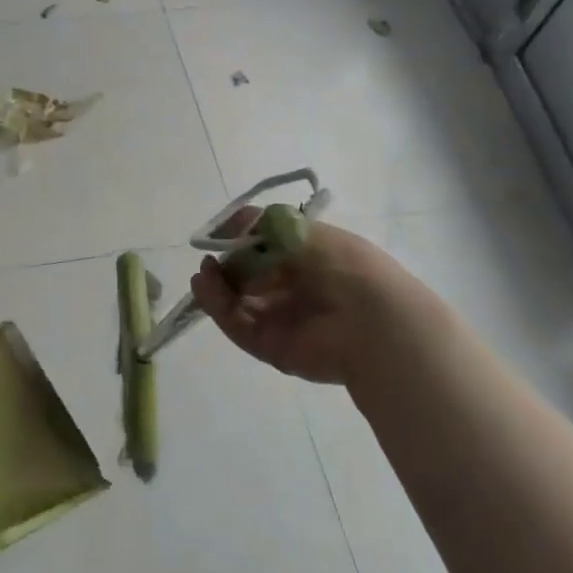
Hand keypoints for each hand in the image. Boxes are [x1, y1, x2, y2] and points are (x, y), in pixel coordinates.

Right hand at [189, 220, 434, 385]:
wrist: (369, 318)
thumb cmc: (339, 263)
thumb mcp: (297, 228)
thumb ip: (258, 225)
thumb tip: (227, 229)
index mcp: (309, 258)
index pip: (266, 248)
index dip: (241, 240)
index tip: (221, 234)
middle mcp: (294, 289)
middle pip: (248, 277)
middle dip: (225, 266)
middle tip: (209, 259)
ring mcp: (282, 320)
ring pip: (238, 302)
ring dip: (216, 286)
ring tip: (203, 274)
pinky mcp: (270, 347)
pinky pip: (237, 324)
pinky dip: (217, 306)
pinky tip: (204, 286)